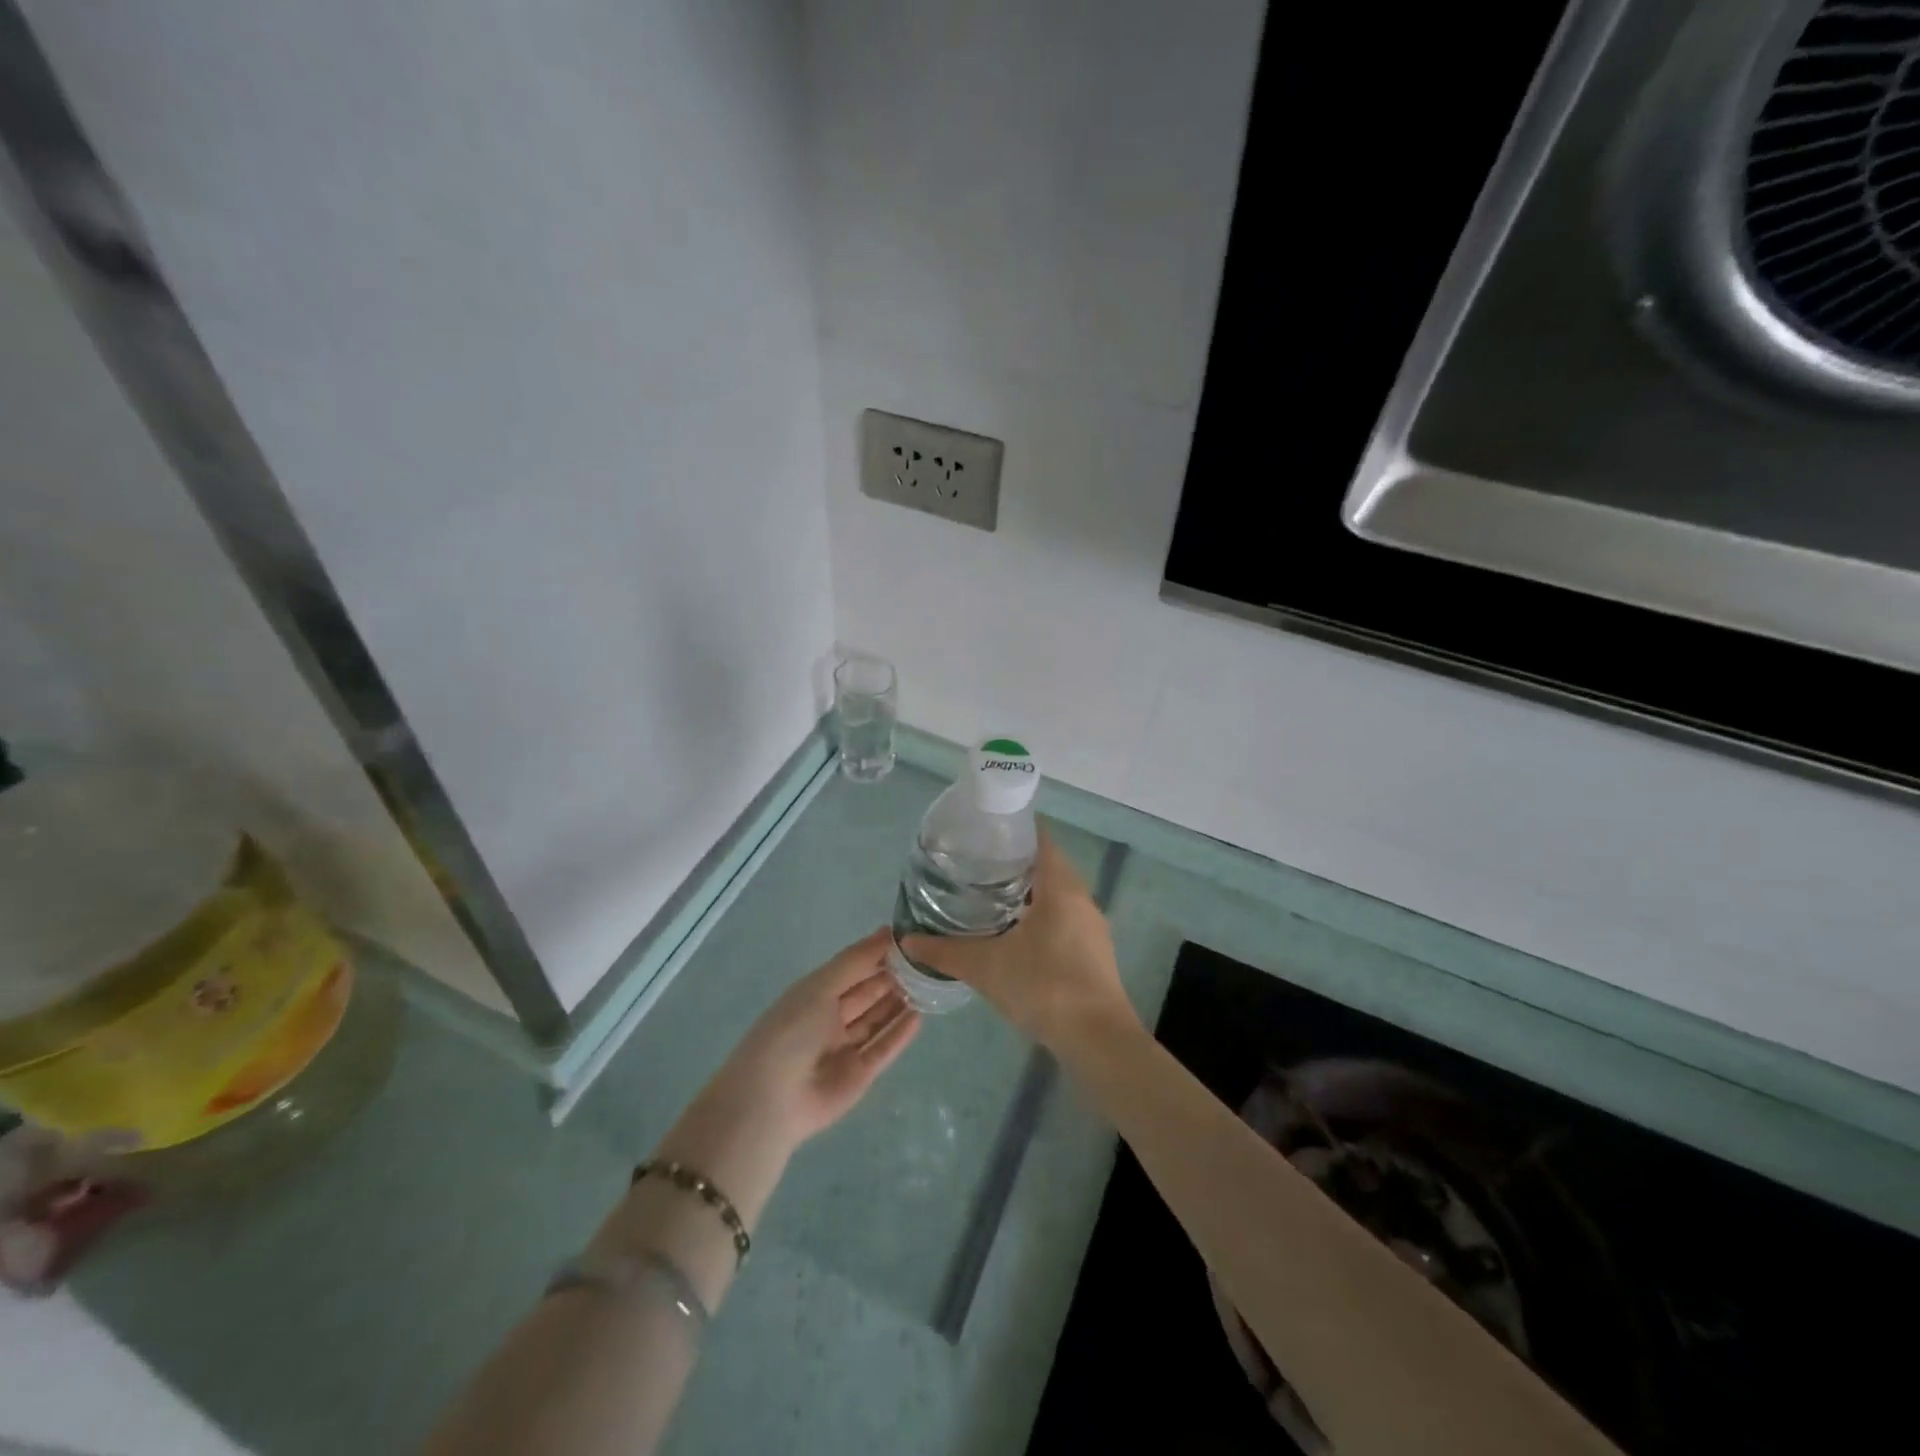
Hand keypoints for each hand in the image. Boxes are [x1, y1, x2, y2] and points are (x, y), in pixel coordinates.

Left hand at [707, 927, 920, 1146]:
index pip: (852, 969)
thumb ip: (856, 960)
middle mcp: (830, 1018)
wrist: (772, 1100)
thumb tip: (887, 931)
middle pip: (867, 993)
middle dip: (893, 977)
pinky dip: (900, 1033)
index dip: (877, 954)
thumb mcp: (820, 987)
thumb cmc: (791, 1031)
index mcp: (815, 994)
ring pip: (878, 1019)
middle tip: (926, 960)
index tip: (908, 939)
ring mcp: (846, 1047)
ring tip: (929, 984)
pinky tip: (920, 1016)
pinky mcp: (860, 1075)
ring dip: (899, 1002)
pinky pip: (884, 1048)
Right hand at [900, 833, 1137, 1052]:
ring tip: (989, 898)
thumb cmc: (1044, 986)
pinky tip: (1015, 936)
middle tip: (975, 866)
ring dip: (1028, 893)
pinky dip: (1041, 917)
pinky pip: (1065, 919)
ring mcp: (1092, 927)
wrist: (1097, 1040)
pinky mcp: (1095, 953)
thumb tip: (907, 940)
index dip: (1014, 830)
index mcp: (1061, 887)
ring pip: (1058, 895)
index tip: (983, 832)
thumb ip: (945, 952)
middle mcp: (1082, 898)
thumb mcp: (986, 967)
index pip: (1040, 839)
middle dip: (1014, 863)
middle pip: (1048, 865)